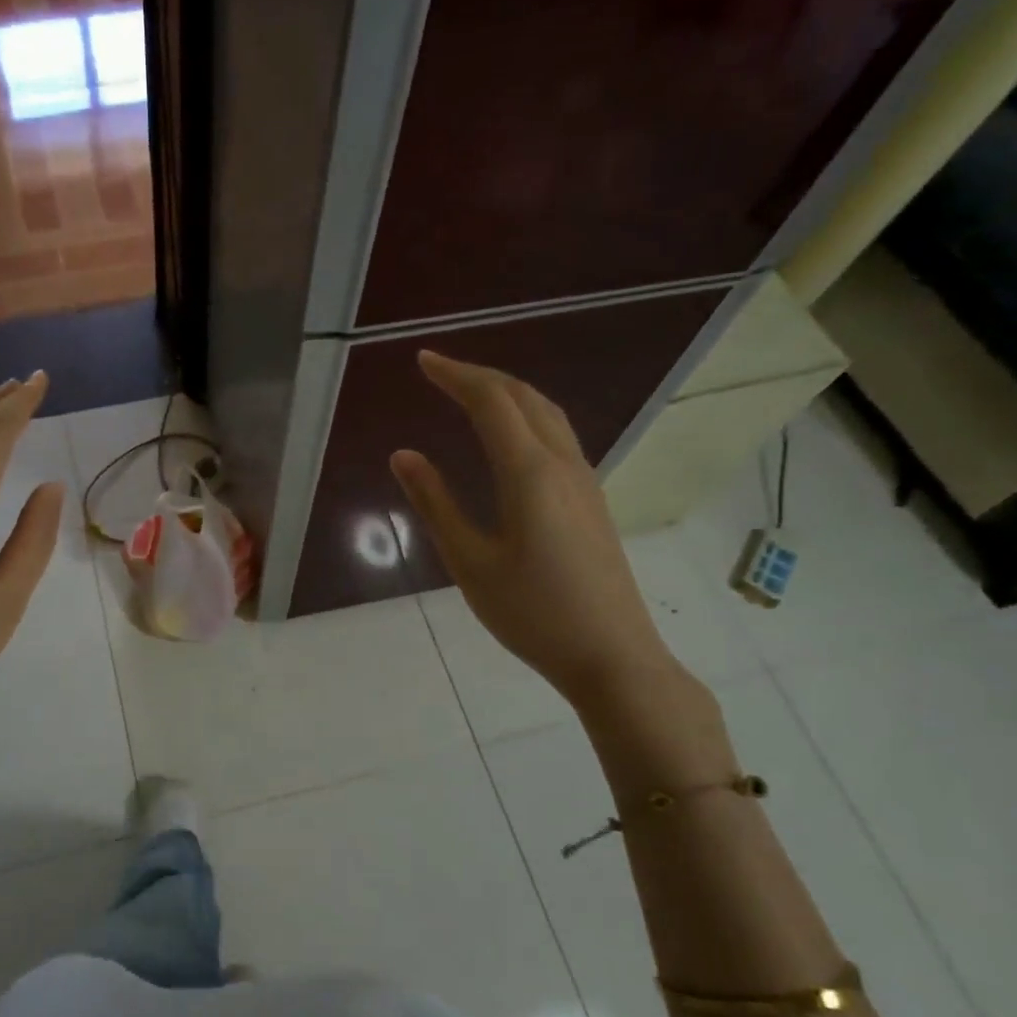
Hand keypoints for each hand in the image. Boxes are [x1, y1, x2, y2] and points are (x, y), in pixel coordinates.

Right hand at [389, 351, 680, 709]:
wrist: (613, 656)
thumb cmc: (532, 613)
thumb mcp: (470, 562)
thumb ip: (436, 503)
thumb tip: (404, 455)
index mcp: (529, 473)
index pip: (491, 402)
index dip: (456, 374)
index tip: (423, 361)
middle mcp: (563, 463)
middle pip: (524, 397)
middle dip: (480, 376)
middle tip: (440, 370)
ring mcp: (585, 480)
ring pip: (547, 413)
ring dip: (507, 392)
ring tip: (470, 392)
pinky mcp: (592, 500)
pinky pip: (557, 436)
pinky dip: (525, 416)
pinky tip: (510, 436)